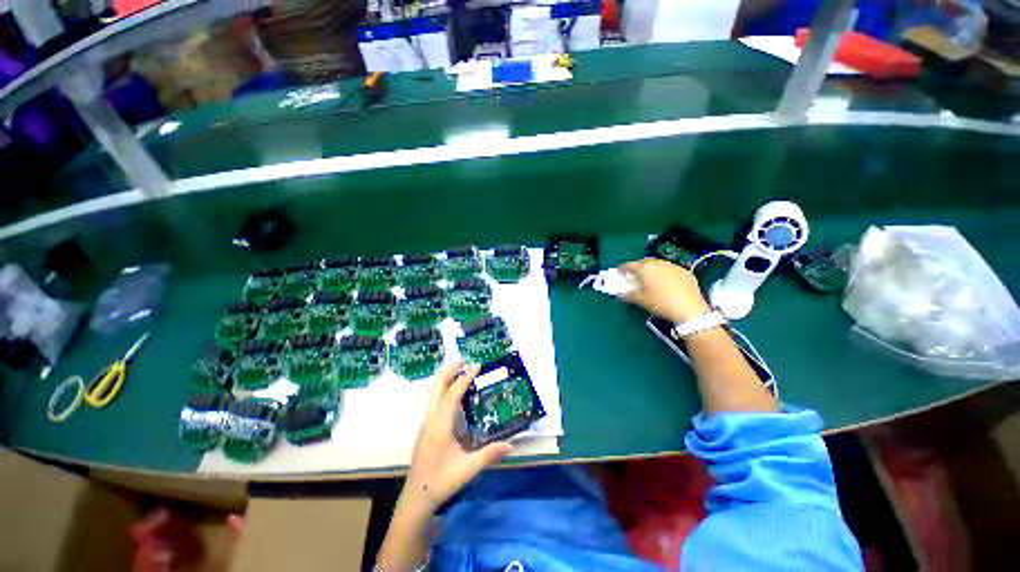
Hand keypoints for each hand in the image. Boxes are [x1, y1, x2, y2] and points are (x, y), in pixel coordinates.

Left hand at [402, 359, 513, 515]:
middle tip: (462, 358)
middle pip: (436, 387)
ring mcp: (426, 423)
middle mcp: (431, 419)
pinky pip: (433, 402)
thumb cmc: (441, 481)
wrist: (416, 497)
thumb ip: (490, 454)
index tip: (476, 365)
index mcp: (441, 424)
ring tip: (457, 369)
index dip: (465, 378)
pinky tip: (451, 394)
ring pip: (432, 393)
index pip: (453, 394)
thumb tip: (512, 445)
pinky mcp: (426, 429)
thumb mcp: (468, 468)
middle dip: (448, 370)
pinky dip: (442, 390)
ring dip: (444, 378)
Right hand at [620, 258, 711, 323]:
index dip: (622, 268)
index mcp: (645, 269)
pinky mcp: (686, 272)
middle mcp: (658, 264)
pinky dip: (665, 274)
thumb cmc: (660, 303)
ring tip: (651, 279)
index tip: (619, 272)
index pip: (629, 265)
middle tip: (635, 276)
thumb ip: (629, 296)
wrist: (689, 309)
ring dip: (652, 269)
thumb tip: (623, 295)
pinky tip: (666, 283)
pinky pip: (671, 270)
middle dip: (638, 267)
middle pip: (644, 262)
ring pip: (659, 264)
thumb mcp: (642, 301)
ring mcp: (673, 266)